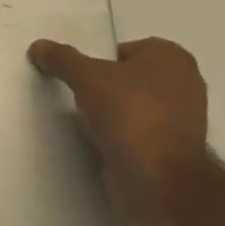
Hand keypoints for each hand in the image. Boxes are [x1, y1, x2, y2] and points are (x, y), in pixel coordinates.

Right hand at [28, 36, 208, 219]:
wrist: (158, 179)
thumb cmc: (129, 112)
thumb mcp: (85, 76)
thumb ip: (61, 58)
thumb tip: (38, 46)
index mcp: (172, 57)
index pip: (125, 49)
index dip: (100, 60)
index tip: (81, 76)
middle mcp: (186, 83)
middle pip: (130, 77)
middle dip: (107, 86)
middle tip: (80, 94)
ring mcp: (184, 120)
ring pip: (135, 106)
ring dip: (114, 113)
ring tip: (87, 120)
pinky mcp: (176, 151)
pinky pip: (139, 132)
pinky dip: (122, 135)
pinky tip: (102, 141)